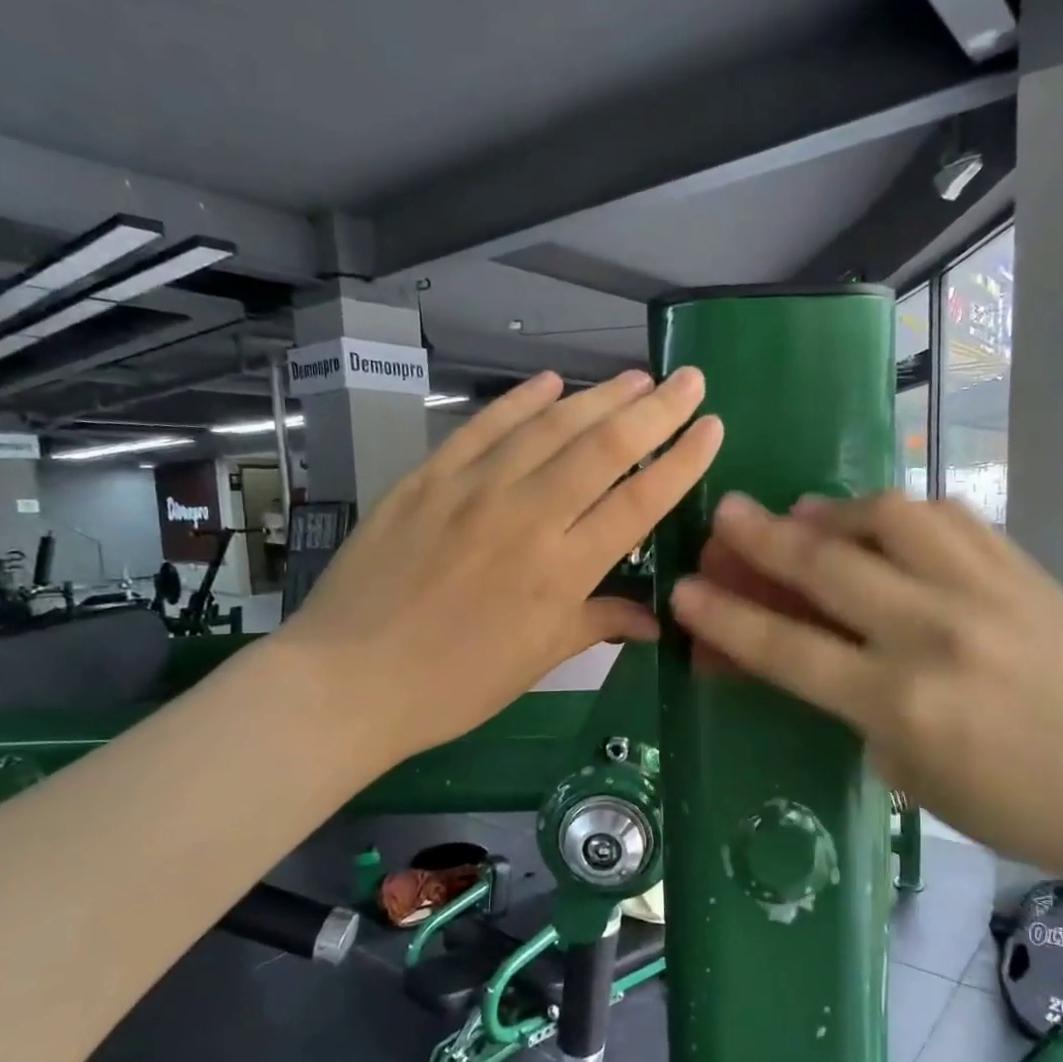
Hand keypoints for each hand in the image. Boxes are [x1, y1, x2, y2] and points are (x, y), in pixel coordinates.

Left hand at [279, 368, 721, 768]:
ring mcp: (472, 490)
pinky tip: (550, 381)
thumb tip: (657, 619)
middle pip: (603, 450)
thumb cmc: (455, 685)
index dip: (681, 462)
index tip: (712, 427)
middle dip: (654, 410)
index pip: (637, 503)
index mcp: (561, 570)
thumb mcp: (538, 661)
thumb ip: (599, 624)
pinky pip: (482, 428)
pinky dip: (519, 400)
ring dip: (598, 397)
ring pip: (548, 427)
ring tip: (634, 376)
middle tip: (688, 379)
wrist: (350, 679)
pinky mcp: (427, 479)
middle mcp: (526, 516)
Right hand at [669, 492, 1062, 883]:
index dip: (725, 617)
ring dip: (835, 510)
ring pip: (891, 517)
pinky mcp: (1023, 569)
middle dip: (762, 537)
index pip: (788, 648)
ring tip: (809, 514)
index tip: (683, 590)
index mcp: (901, 704)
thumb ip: (848, 702)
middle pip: (827, 566)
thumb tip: (800, 646)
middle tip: (725, 513)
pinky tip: (886, 521)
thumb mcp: (906, 770)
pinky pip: (949, 516)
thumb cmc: (1009, 804)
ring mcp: (985, 591)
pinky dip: (903, 513)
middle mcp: (935, 634)